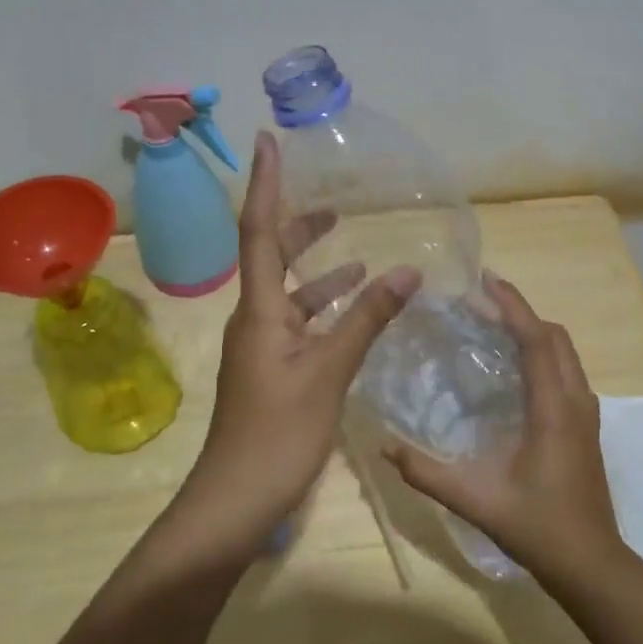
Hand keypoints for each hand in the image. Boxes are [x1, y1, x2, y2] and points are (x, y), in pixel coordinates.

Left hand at [176, 131, 418, 554]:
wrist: (236, 501)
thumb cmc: (278, 434)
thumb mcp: (329, 372)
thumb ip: (367, 319)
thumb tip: (406, 269)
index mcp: (259, 310)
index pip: (259, 231)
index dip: (265, 184)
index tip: (268, 142)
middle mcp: (255, 319)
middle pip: (272, 256)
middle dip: (301, 228)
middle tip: (334, 205)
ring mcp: (262, 347)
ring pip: (291, 294)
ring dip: (321, 273)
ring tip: (360, 257)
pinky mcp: (273, 371)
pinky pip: (300, 325)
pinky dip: (326, 312)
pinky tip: (355, 314)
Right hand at [382, 276, 623, 582]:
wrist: (592, 565)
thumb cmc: (537, 527)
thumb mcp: (475, 499)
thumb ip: (426, 473)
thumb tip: (383, 446)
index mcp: (554, 408)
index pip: (537, 339)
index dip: (513, 306)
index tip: (486, 280)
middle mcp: (576, 401)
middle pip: (555, 336)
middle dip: (521, 311)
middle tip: (481, 301)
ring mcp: (587, 414)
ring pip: (564, 353)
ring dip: (533, 331)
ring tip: (494, 326)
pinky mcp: (586, 426)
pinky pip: (566, 371)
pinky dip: (542, 353)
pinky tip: (514, 368)